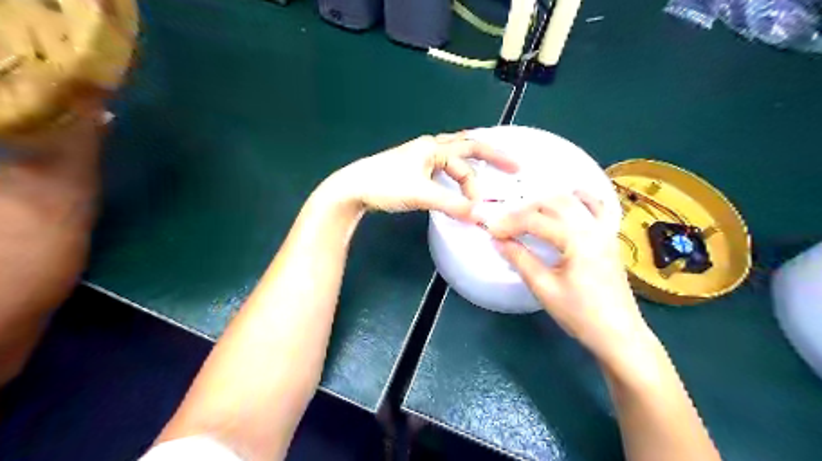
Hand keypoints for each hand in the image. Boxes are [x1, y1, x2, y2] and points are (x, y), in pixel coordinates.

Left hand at [324, 131, 514, 219]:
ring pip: (453, 157)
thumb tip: (480, 216)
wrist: (353, 188)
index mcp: (433, 148)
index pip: (469, 158)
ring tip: (488, 172)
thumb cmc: (386, 185)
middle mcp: (429, 148)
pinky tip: (457, 182)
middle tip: (512, 165)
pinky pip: (442, 167)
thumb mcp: (422, 194)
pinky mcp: (412, 169)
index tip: (488, 202)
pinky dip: (455, 174)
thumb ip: (452, 204)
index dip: (482, 179)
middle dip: (490, 155)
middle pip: (466, 146)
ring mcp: (420, 158)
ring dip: (471, 166)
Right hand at [486, 193, 655, 368]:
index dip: (510, 223)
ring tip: (527, 215)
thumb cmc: (580, 315)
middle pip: (554, 203)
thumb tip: (498, 241)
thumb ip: (520, 260)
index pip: (536, 220)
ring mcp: (605, 230)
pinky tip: (565, 204)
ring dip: (547, 202)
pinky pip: (595, 207)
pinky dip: (577, 200)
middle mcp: (593, 227)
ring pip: (573, 200)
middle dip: (525, 210)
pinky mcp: (610, 238)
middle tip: (505, 224)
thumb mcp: (544, 288)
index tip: (490, 230)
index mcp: (578, 240)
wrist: (619, 335)